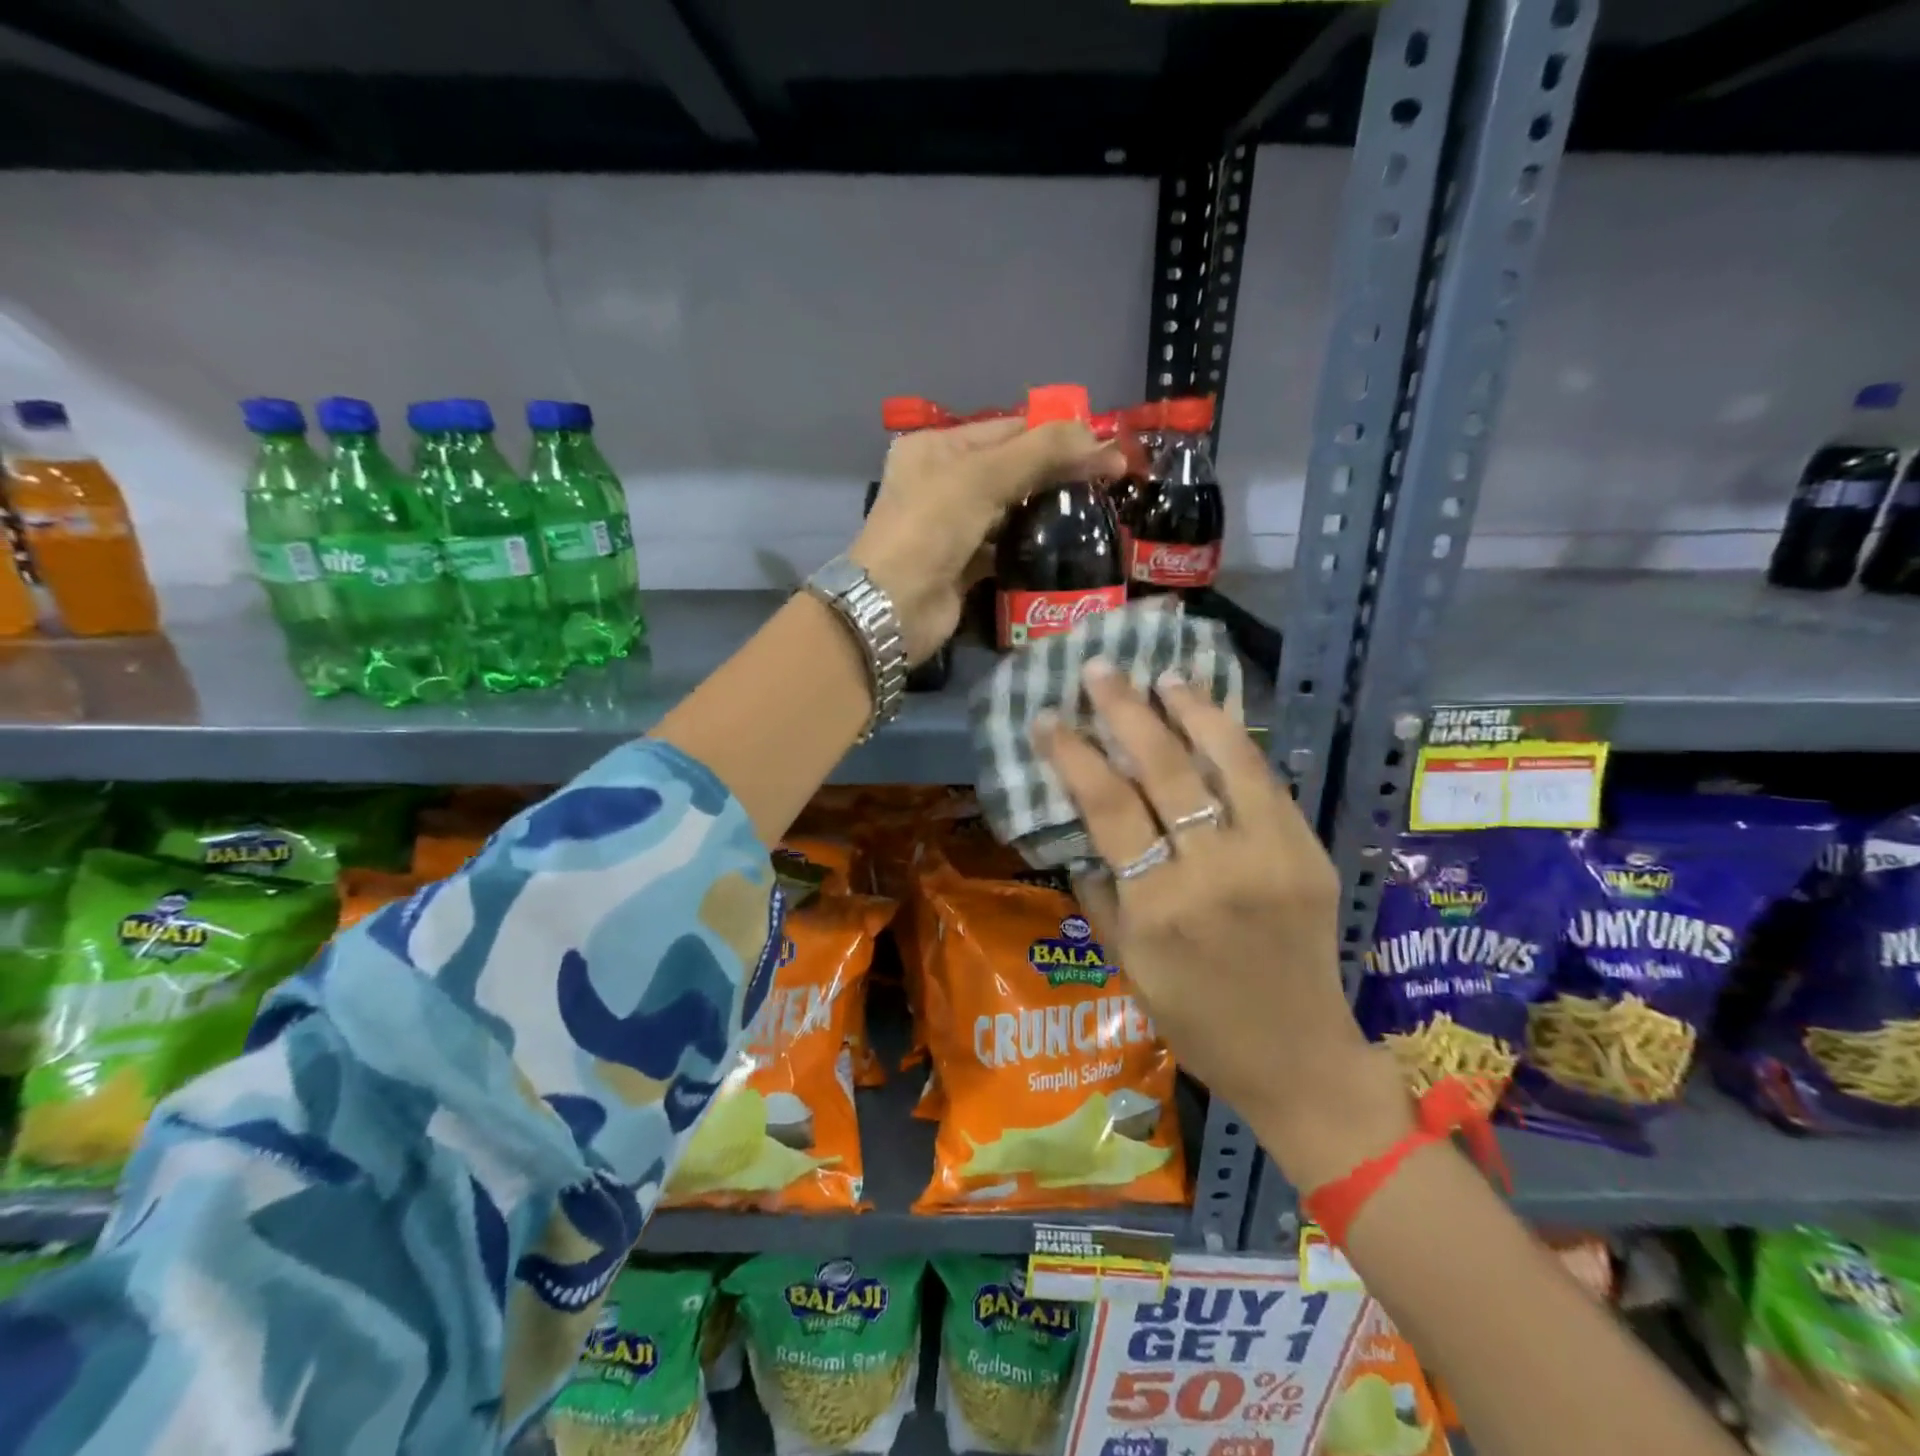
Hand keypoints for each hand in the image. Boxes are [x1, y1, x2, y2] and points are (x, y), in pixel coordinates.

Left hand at [850, 418, 1123, 663]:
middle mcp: (943, 482)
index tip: (1107, 446)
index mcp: (938, 448)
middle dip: (1059, 472)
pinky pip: (1006, 547)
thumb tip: (1098, 437)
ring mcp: (953, 527)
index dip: (1058, 435)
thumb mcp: (982, 478)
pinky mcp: (965, 566)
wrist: (894, 608)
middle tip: (1113, 480)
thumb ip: (1040, 453)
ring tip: (1098, 511)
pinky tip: (1068, 545)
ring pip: (1012, 510)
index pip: (1009, 430)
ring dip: (1049, 511)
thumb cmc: (930, 529)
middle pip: (1013, 469)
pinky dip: (1032, 546)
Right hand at [1036, 660, 1413, 1189]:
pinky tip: (1212, 716)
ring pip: (1226, 762)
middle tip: (1100, 669)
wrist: (1297, 1056)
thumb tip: (1077, 827)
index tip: (1048, 717)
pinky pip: (1265, 784)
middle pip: (1163, 770)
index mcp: (1159, 907)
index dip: (1073, 755)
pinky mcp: (1307, 852)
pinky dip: (1235, 743)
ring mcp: (1270, 857)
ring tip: (1163, 675)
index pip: (1107, 809)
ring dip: (1191, 710)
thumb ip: (1097, 891)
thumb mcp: (1126, 964)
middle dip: (1125, 711)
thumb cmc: (1195, 1019)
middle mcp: (1214, 872)